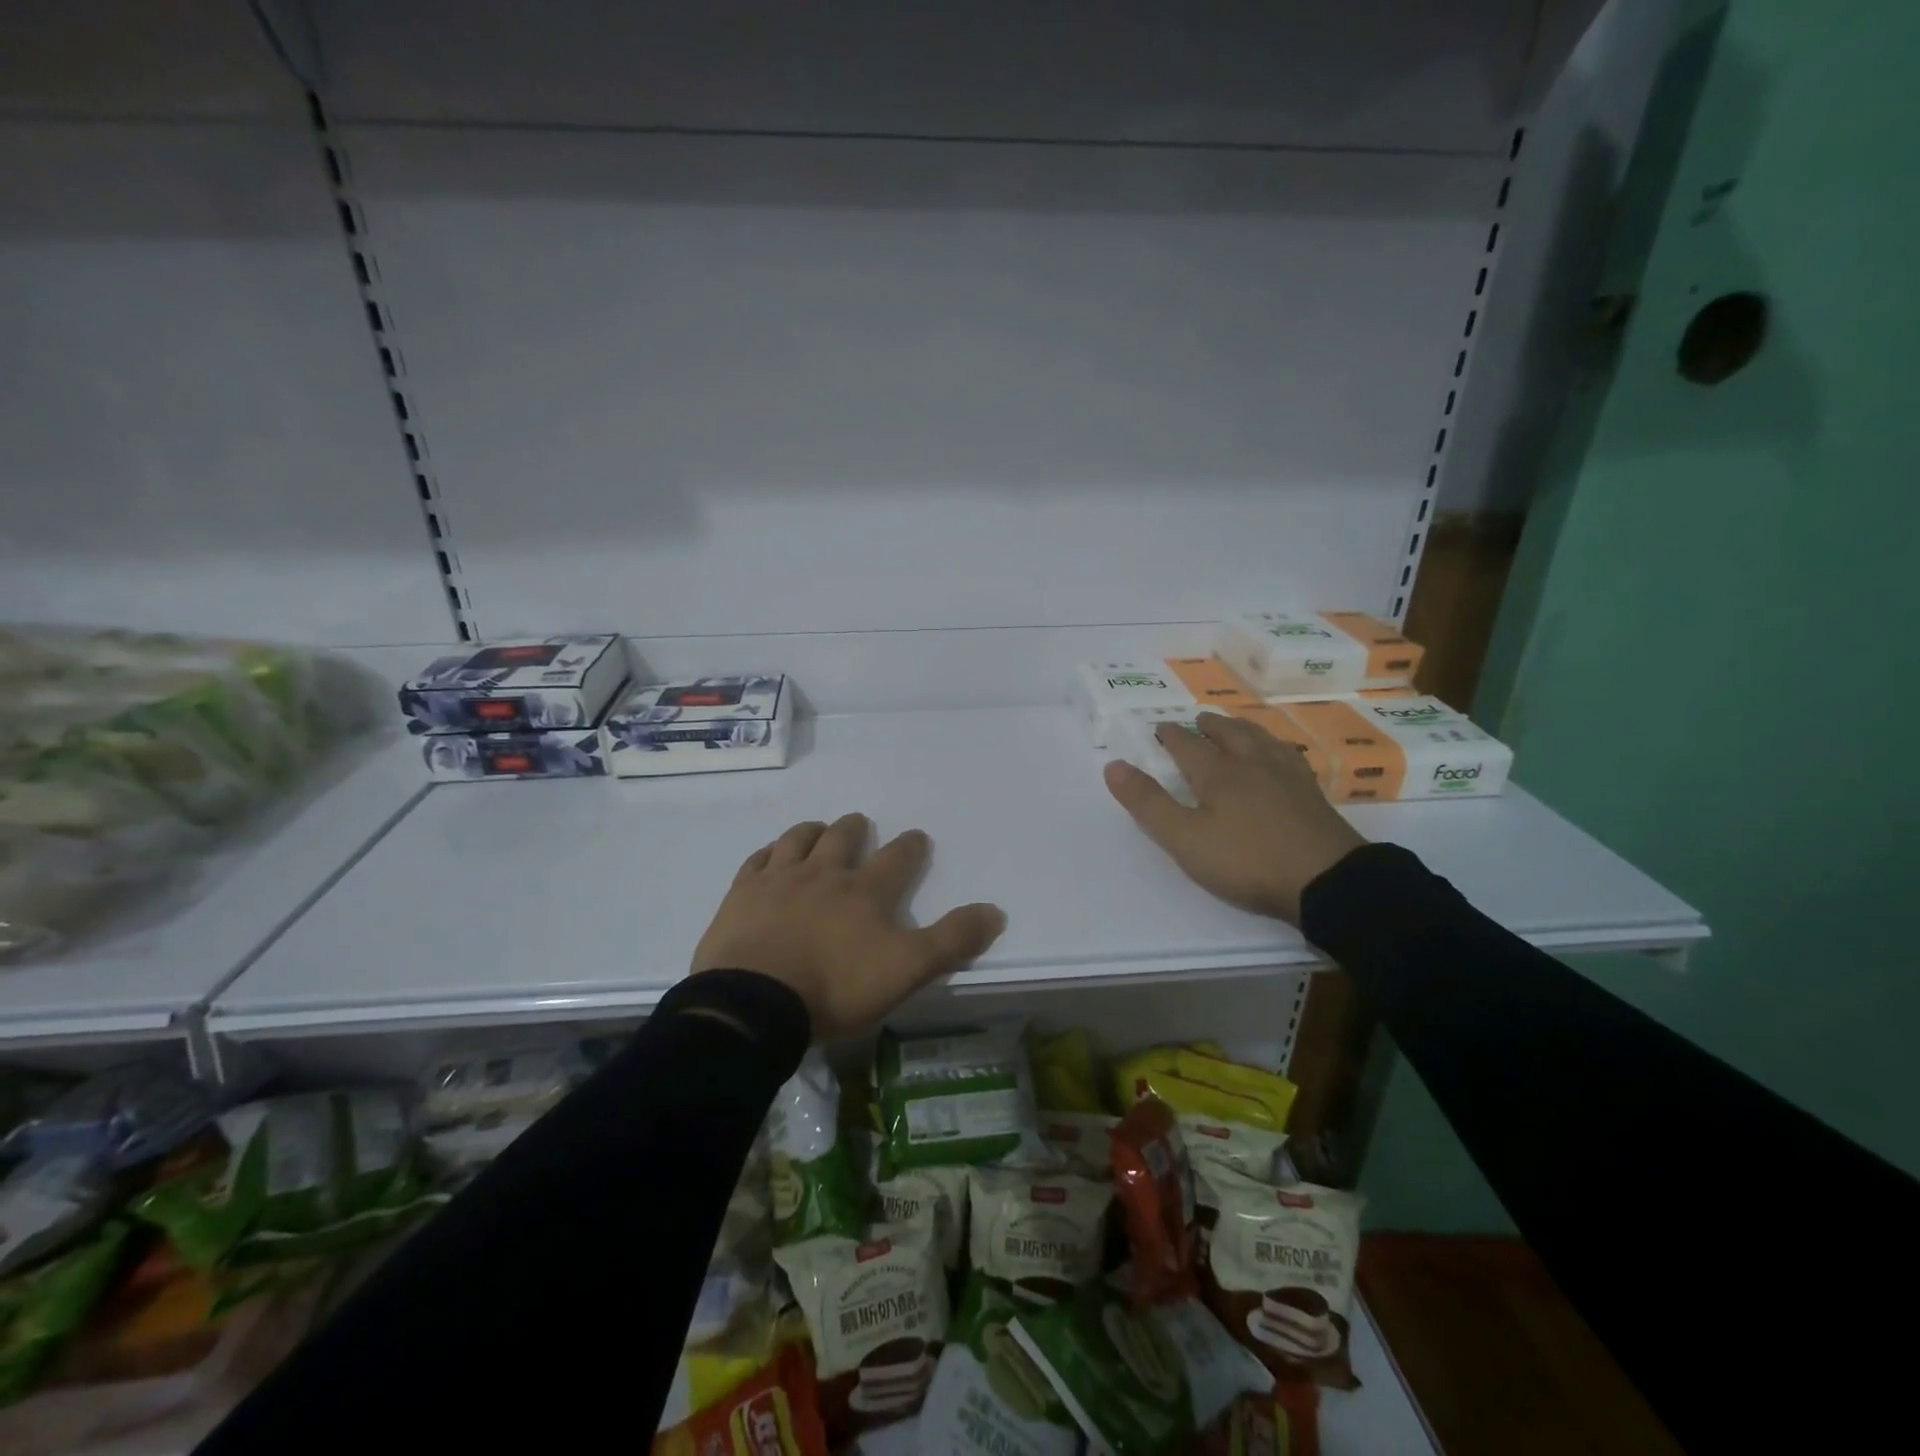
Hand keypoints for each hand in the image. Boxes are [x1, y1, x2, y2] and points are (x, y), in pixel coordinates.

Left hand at [691, 813, 1006, 1041]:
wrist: (756, 1002)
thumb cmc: (836, 987)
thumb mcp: (907, 969)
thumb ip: (952, 940)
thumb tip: (995, 911)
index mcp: (865, 891)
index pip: (897, 859)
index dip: (910, 846)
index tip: (917, 837)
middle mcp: (823, 874)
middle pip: (842, 837)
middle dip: (855, 828)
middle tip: (859, 824)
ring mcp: (779, 880)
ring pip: (798, 840)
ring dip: (812, 831)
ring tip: (818, 830)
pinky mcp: (742, 895)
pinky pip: (757, 861)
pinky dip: (768, 853)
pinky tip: (770, 856)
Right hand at [1103, 712, 1366, 924]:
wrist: (1326, 879)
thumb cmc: (1247, 860)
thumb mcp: (1184, 838)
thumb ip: (1148, 803)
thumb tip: (1113, 765)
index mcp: (1218, 774)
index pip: (1188, 745)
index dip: (1171, 736)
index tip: (1160, 728)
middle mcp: (1252, 764)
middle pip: (1229, 734)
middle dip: (1210, 726)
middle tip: (1200, 720)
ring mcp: (1287, 777)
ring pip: (1261, 740)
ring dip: (1243, 729)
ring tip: (1236, 726)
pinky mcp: (1312, 794)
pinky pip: (1289, 756)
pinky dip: (1275, 747)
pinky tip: (1281, 755)